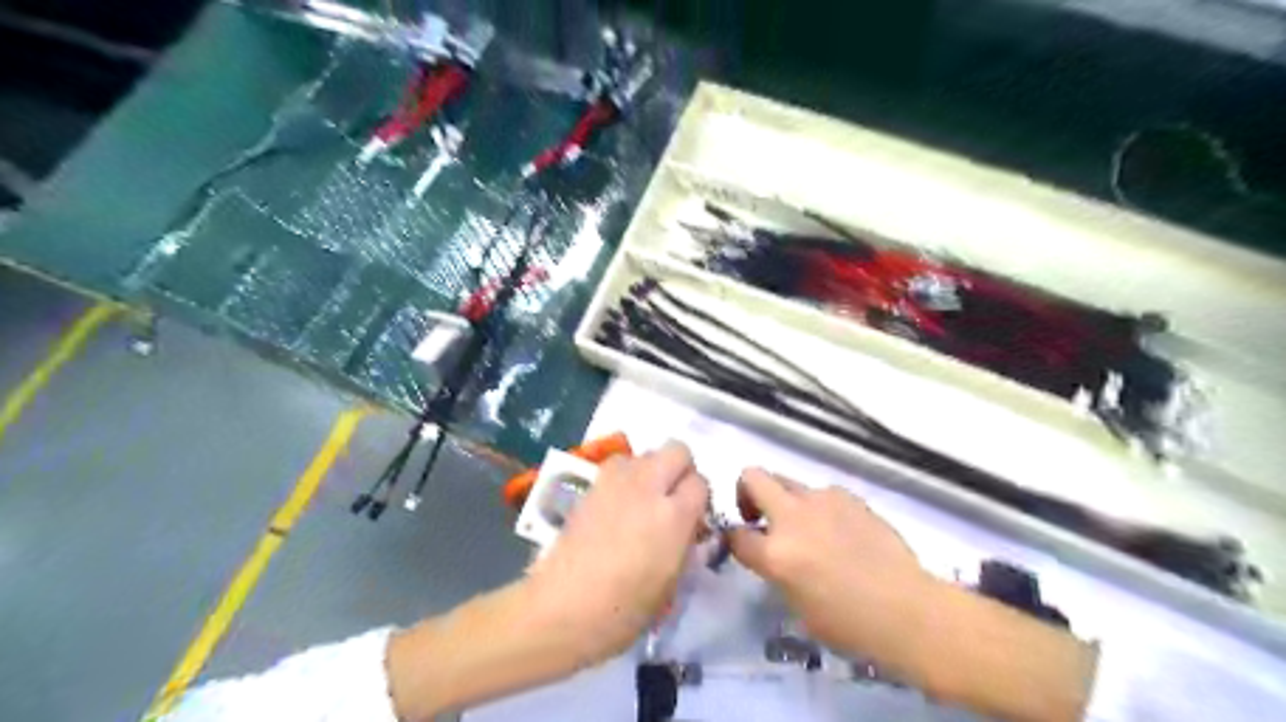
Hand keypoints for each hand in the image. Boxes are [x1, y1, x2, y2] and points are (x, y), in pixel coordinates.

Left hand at [525, 441, 713, 665]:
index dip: (700, 499)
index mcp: (674, 515)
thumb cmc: (624, 610)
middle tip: (674, 498)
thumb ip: (687, 545)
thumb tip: (689, 528)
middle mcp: (648, 487)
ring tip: (644, 499)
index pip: (701, 483)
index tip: (694, 516)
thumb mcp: (673, 583)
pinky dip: (626, 476)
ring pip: (645, 453)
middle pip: (677, 450)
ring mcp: (616, 482)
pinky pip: (618, 465)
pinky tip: (619, 503)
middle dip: (681, 469)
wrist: (564, 607)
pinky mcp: (590, 485)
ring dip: (651, 469)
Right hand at [721, 468, 934, 665]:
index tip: (742, 544)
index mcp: (776, 554)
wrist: (907, 610)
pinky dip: (819, 507)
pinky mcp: (848, 496)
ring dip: (786, 501)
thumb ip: (775, 570)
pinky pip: (820, 493)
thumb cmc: (849, 625)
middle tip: (760, 516)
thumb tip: (771, 553)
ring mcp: (822, 501)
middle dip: (746, 492)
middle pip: (752, 477)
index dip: (734, 540)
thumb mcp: (796, 606)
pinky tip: (838, 531)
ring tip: (809, 529)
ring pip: (787, 481)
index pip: (735, 535)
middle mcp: (793, 517)